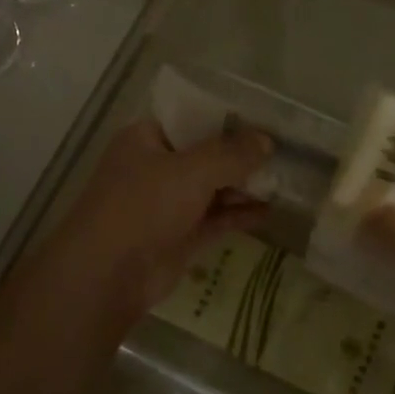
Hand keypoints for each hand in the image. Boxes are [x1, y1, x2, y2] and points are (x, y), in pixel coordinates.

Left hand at [43, 118, 270, 325]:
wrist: (107, 276)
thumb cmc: (143, 206)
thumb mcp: (190, 171)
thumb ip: (231, 154)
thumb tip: (267, 141)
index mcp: (146, 139)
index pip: (191, 118)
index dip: (227, 117)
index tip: (265, 117)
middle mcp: (156, 167)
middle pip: (206, 154)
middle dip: (242, 154)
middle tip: (286, 149)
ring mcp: (168, 204)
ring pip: (213, 188)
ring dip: (245, 185)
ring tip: (287, 178)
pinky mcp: (180, 237)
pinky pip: (216, 219)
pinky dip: (240, 214)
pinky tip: (271, 210)